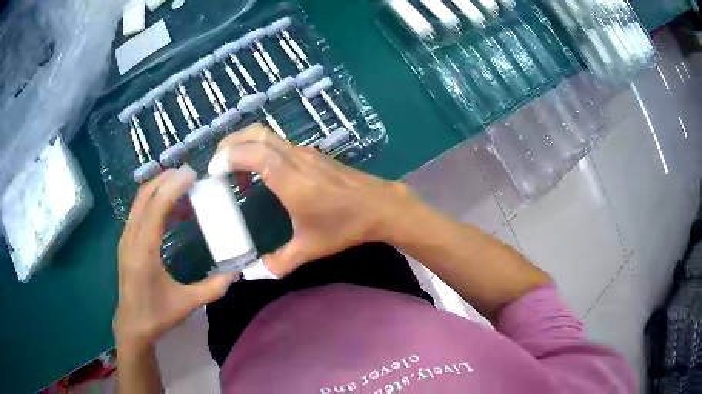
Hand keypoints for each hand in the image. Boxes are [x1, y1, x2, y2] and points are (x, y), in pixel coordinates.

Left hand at [114, 165, 236, 346]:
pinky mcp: (126, 243)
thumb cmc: (156, 314)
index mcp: (143, 250)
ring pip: (139, 202)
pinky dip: (153, 202)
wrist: (132, 325)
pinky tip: (168, 209)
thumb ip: (212, 288)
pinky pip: (138, 212)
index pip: (156, 207)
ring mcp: (126, 239)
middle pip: (144, 196)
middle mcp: (131, 238)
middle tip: (188, 174)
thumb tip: (236, 273)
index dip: (173, 187)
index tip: (192, 175)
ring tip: (180, 185)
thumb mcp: (186, 303)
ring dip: (158, 188)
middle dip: (164, 179)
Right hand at [209, 124, 423, 276]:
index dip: (229, 157)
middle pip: (257, 134)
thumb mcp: (310, 248)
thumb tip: (256, 272)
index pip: (253, 155)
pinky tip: (260, 172)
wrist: (380, 206)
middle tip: (217, 162)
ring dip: (246, 144)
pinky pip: (280, 144)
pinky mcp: (314, 155)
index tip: (213, 172)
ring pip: (269, 136)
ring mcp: (306, 153)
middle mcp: (296, 159)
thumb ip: (280, 262)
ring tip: (233, 167)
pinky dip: (262, 150)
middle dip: (231, 142)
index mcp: (291, 180)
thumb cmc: (345, 226)